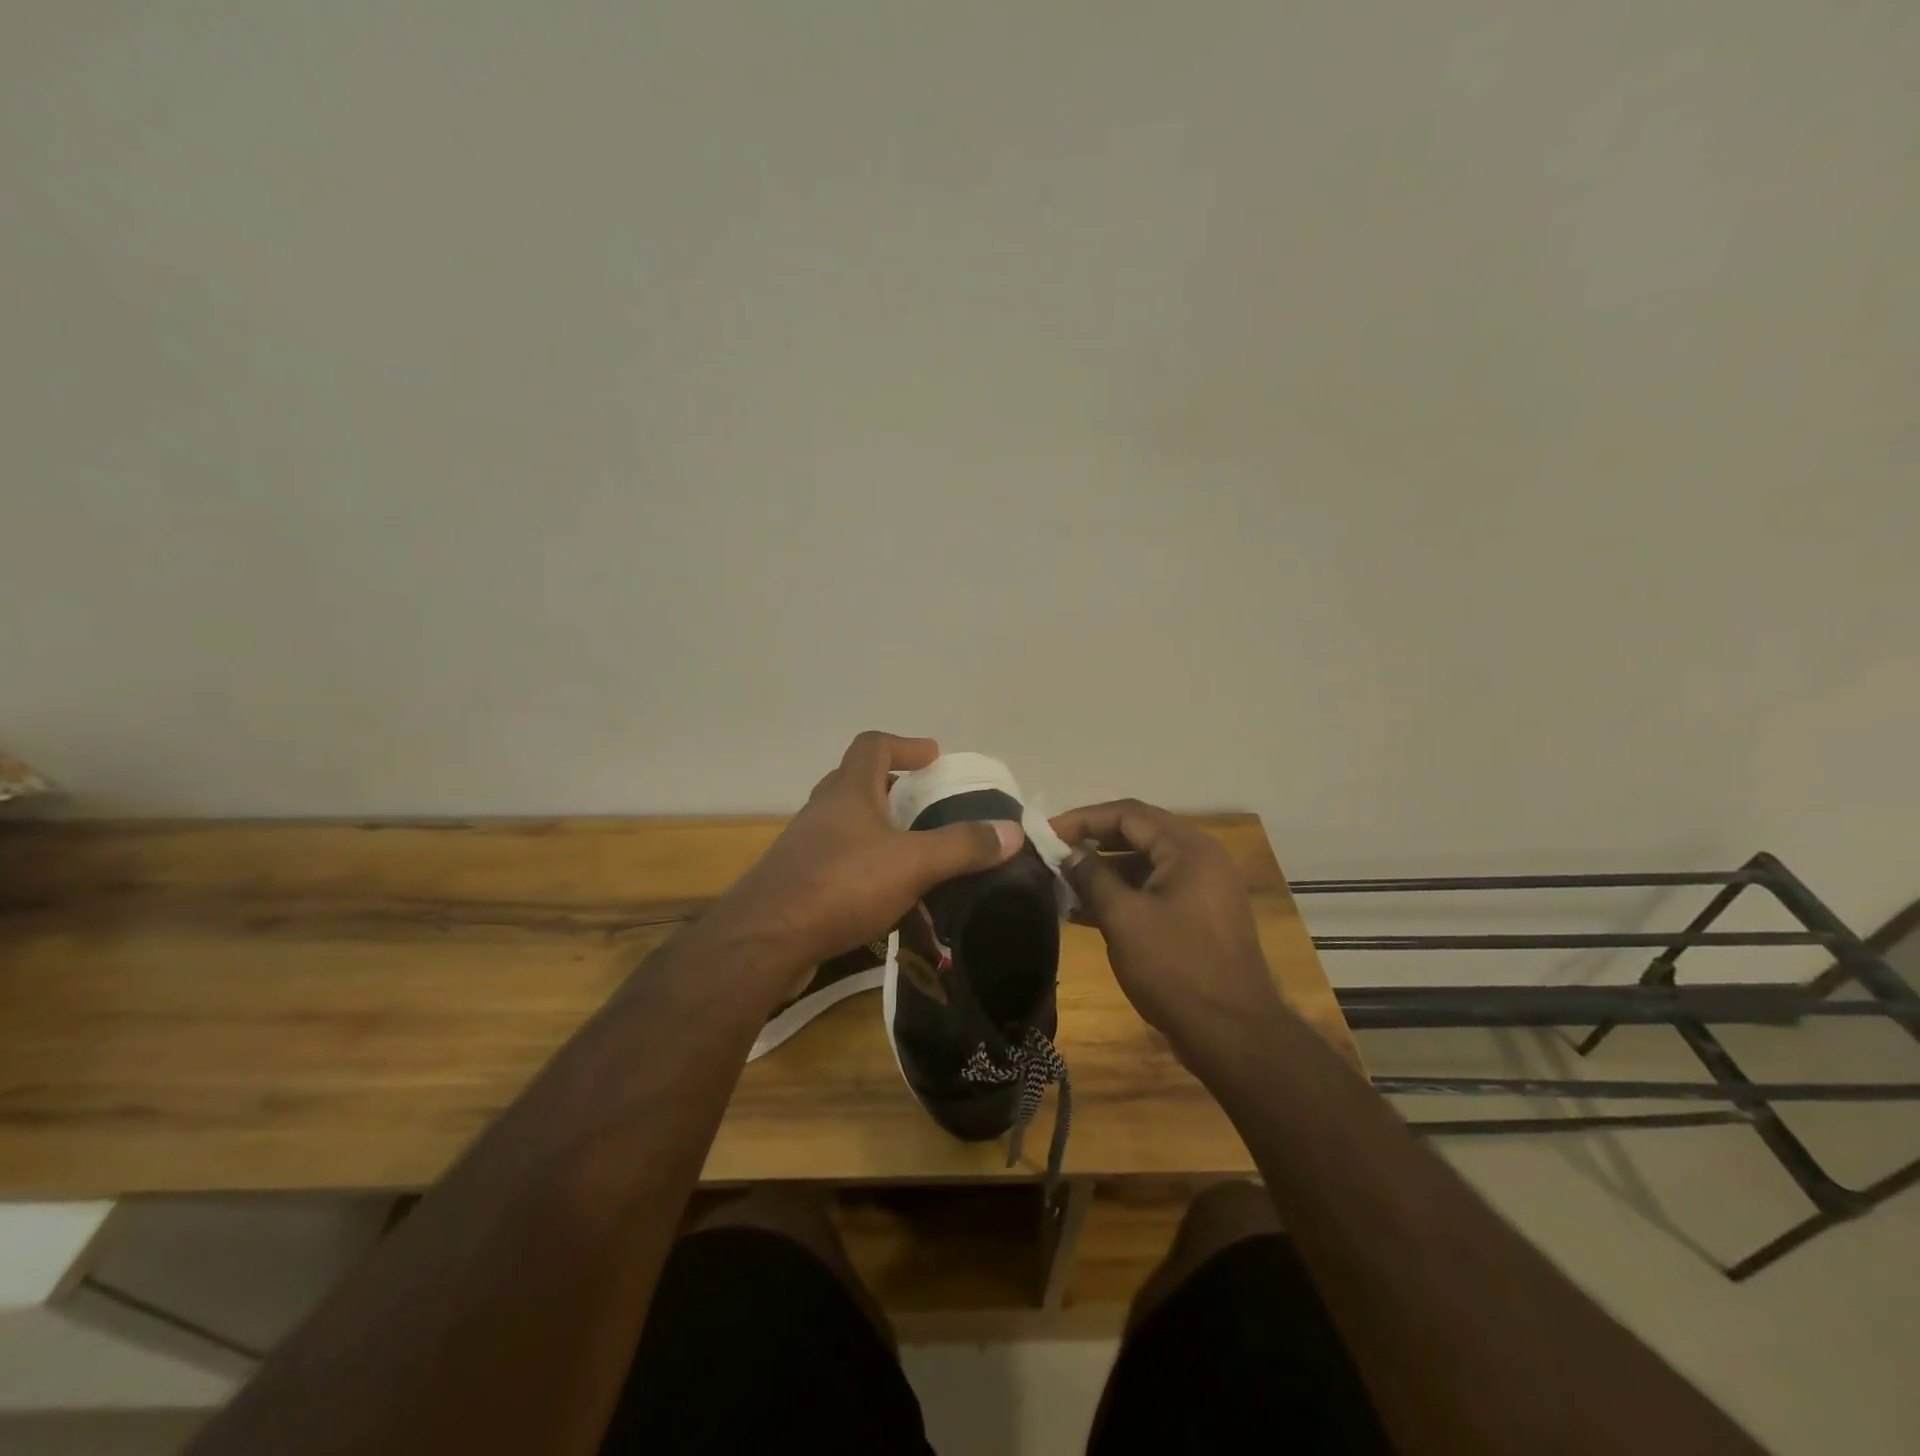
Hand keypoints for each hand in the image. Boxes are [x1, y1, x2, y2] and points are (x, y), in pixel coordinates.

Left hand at [713, 732, 1024, 971]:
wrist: (765, 940)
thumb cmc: (841, 884)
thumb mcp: (912, 862)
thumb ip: (962, 846)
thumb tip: (1011, 832)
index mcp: (848, 791)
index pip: (873, 746)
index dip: (905, 744)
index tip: (933, 757)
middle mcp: (823, 811)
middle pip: (858, 783)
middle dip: (894, 790)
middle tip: (926, 806)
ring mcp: (806, 847)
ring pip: (848, 826)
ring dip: (881, 832)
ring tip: (915, 855)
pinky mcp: (799, 882)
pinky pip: (840, 862)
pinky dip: (867, 868)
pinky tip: (888, 898)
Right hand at [1051, 799, 1286, 1063]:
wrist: (1233, 1035)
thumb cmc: (1176, 969)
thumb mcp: (1124, 919)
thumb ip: (1092, 877)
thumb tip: (1068, 853)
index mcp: (1188, 848)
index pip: (1128, 814)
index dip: (1083, 819)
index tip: (1046, 832)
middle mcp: (1200, 858)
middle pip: (1137, 834)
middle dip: (1092, 842)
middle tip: (1052, 853)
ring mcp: (1203, 888)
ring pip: (1144, 865)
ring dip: (1104, 871)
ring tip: (1061, 883)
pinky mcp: (1199, 916)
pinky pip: (1153, 891)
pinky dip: (1122, 895)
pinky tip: (1084, 911)